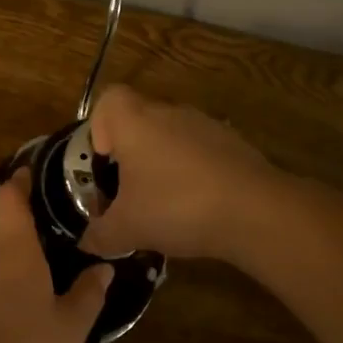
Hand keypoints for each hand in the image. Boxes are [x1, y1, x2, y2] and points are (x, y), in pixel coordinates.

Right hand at [78, 85, 274, 260]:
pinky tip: (199, 208)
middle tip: (130, 193)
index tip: (106, 162)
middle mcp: (169, 112)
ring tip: (166, 206)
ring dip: (164, 165)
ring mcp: (206, 125)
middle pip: (140, 122)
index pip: (108, 100)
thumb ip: (100, 234)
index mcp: (136, 121)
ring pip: (172, 137)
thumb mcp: (127, 229)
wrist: (255, 210)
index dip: (100, 127)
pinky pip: (201, 153)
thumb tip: (87, 242)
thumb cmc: (177, 206)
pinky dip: (194, 173)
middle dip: (131, 156)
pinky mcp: (234, 144)